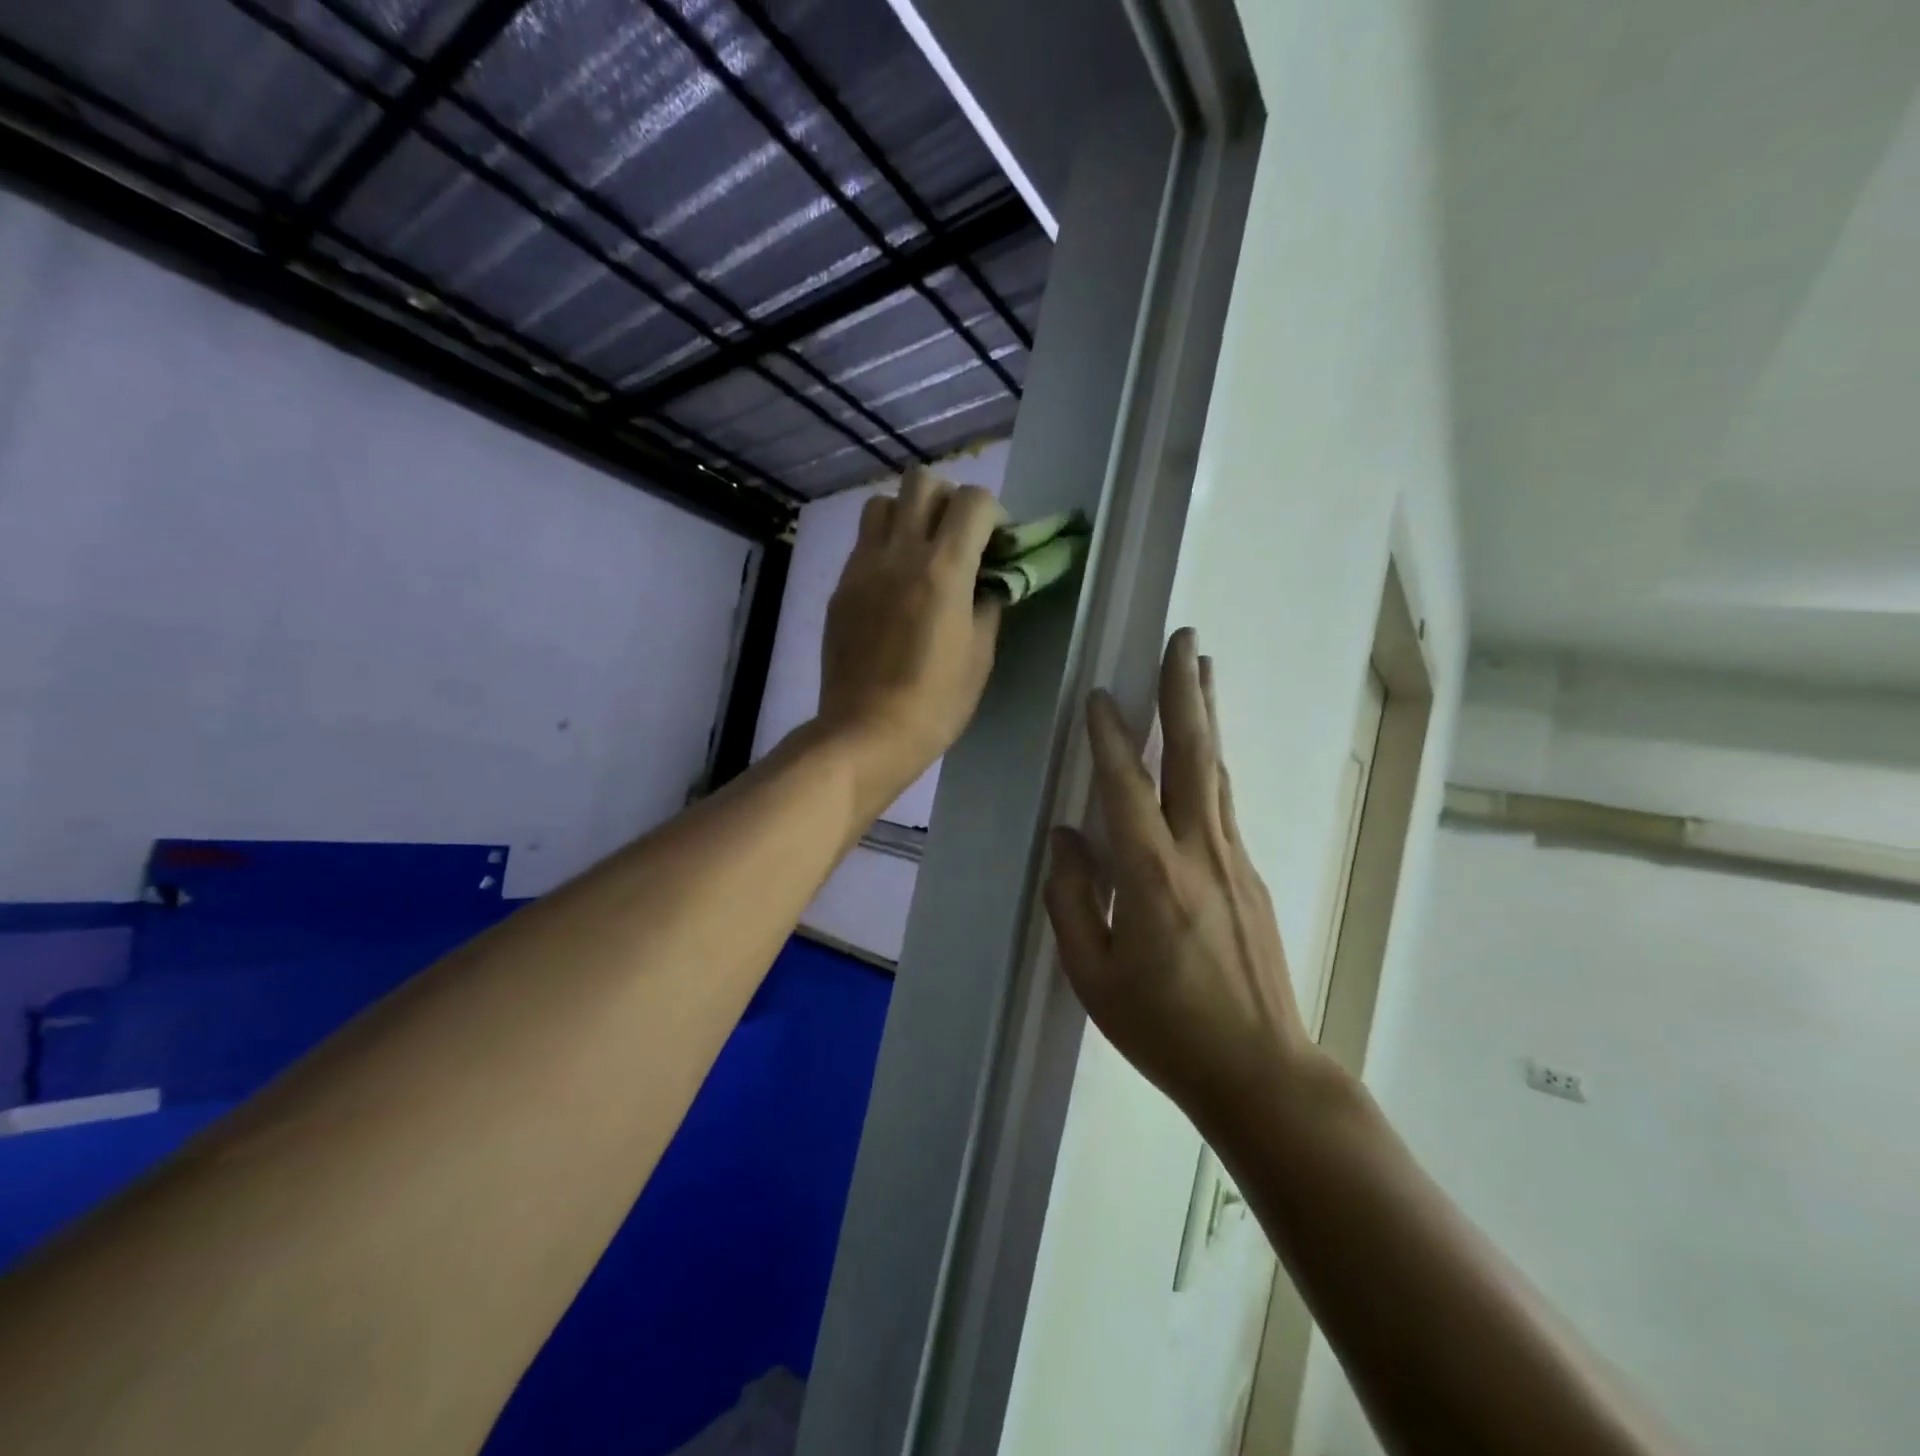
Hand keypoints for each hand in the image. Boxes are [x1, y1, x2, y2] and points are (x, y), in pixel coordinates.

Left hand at [817, 467, 1005, 812]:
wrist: (867, 732)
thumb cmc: (935, 702)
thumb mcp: (980, 655)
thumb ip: (988, 604)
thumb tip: (988, 582)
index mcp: (944, 570)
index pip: (974, 500)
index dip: (994, 513)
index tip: (997, 544)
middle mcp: (900, 554)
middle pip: (922, 481)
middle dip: (949, 499)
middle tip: (958, 538)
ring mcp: (863, 567)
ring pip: (883, 503)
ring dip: (909, 515)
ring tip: (921, 552)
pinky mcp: (840, 588)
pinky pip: (863, 543)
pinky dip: (884, 546)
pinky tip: (894, 585)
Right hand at [1044, 630, 1320, 1133]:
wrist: (1261, 1071)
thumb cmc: (1164, 1029)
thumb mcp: (1092, 975)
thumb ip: (1071, 899)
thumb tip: (1066, 836)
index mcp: (1152, 876)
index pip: (1125, 787)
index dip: (1108, 737)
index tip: (1099, 695)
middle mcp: (1200, 852)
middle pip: (1192, 756)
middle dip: (1184, 692)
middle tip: (1184, 639)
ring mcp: (1234, 860)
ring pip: (1216, 772)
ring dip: (1205, 716)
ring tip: (1200, 670)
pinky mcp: (1251, 876)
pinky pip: (1223, 803)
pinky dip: (1210, 764)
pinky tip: (1203, 753)